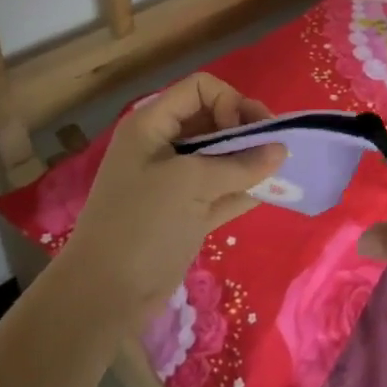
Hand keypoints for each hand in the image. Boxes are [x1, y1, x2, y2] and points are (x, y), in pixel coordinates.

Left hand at [57, 73, 285, 322]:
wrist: (104, 297)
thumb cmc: (143, 224)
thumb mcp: (191, 184)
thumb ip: (240, 165)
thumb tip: (282, 150)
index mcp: (152, 124)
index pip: (200, 88)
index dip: (228, 101)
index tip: (243, 131)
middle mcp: (163, 145)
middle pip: (214, 119)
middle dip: (246, 130)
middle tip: (275, 149)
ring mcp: (174, 181)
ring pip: (220, 156)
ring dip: (249, 160)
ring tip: (280, 171)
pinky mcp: (185, 212)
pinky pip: (221, 189)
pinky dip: (242, 188)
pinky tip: (270, 193)